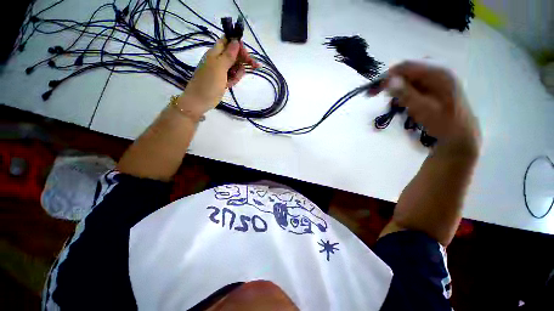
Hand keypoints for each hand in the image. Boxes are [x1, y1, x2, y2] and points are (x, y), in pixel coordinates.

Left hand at [177, 38, 259, 118]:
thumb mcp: (219, 67)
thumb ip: (229, 54)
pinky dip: (234, 79)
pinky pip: (233, 76)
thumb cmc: (209, 82)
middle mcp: (219, 59)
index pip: (228, 41)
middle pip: (234, 54)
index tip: (246, 54)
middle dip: (243, 60)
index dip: (238, 45)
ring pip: (236, 66)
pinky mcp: (224, 79)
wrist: (200, 100)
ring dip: (238, 72)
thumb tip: (236, 40)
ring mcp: (221, 70)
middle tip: (254, 66)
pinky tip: (230, 84)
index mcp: (215, 52)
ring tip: (233, 80)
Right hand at [386, 61, 480, 155]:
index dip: (386, 77)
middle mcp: (439, 68)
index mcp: (438, 72)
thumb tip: (388, 81)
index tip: (372, 91)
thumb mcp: (422, 109)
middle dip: (391, 82)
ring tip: (395, 103)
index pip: (405, 66)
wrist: (460, 133)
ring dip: (398, 88)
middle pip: (407, 70)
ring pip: (409, 76)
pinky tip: (405, 101)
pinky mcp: (436, 83)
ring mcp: (438, 75)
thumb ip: (405, 93)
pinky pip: (415, 82)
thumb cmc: (443, 122)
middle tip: (377, 95)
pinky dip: (406, 91)